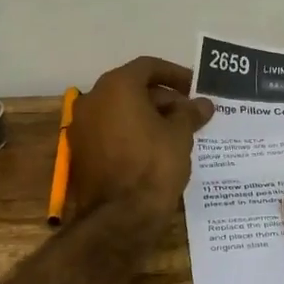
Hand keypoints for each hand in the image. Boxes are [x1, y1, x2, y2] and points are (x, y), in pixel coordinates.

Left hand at [69, 56, 214, 219]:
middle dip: (163, 98)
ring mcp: (82, 126)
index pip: (148, 67)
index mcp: (116, 86)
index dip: (175, 74)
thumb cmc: (154, 165)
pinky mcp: (81, 152)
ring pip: (120, 111)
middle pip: (132, 88)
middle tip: (190, 113)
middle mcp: (93, 99)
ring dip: (148, 116)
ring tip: (178, 132)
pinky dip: (132, 133)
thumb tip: (202, 103)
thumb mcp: (180, 135)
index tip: (195, 87)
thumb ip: (190, 113)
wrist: (119, 217)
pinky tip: (156, 148)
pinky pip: (111, 131)